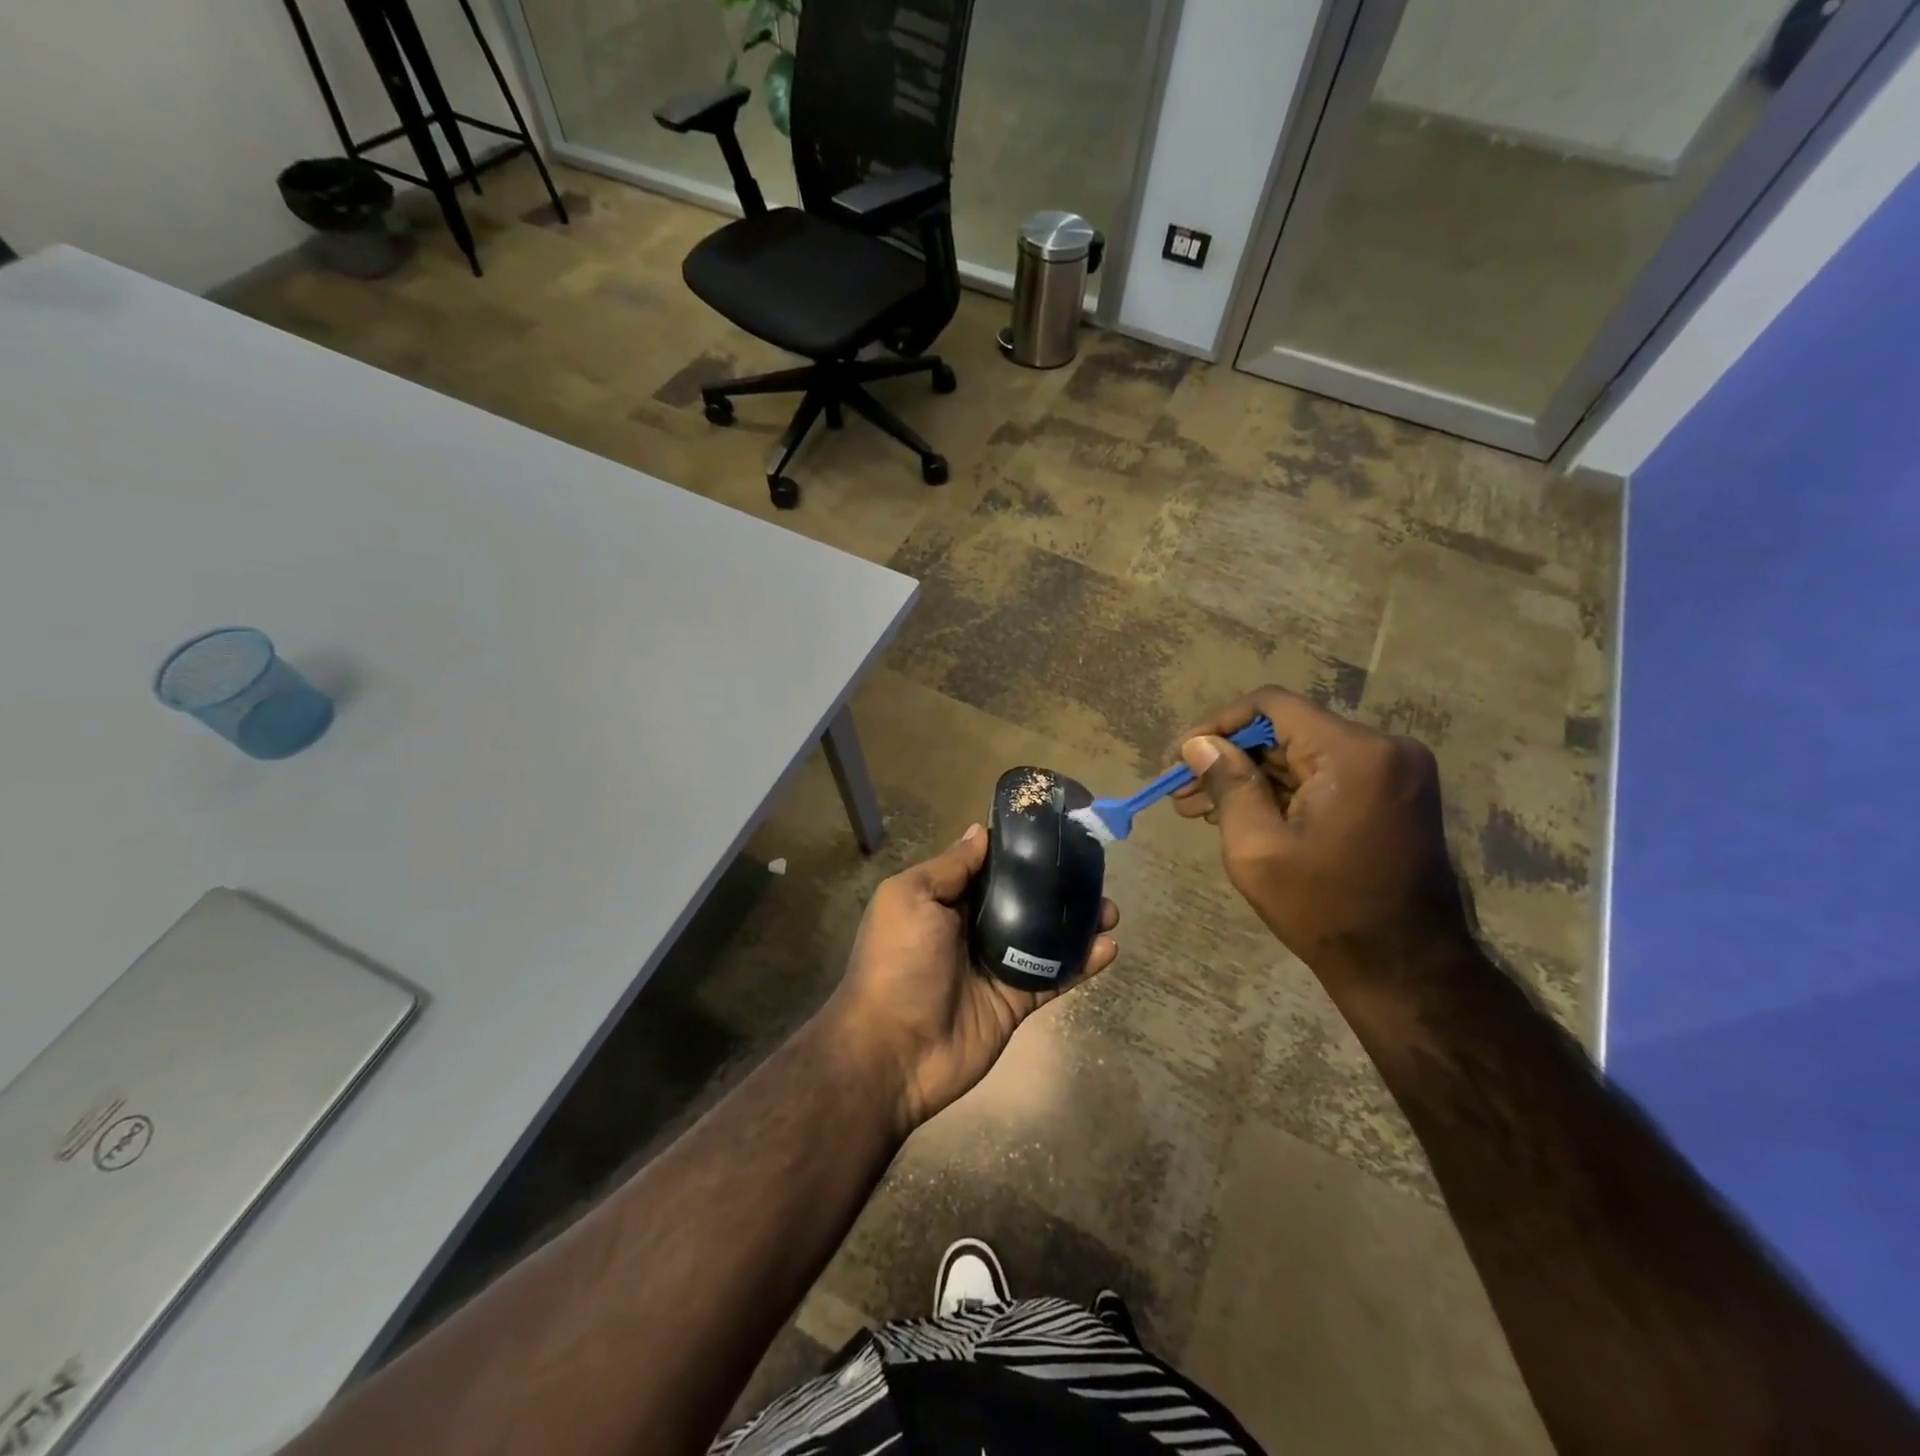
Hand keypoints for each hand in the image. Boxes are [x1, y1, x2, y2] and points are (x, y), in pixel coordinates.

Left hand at [823, 824, 1118, 1135]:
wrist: (893, 1051)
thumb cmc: (898, 962)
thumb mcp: (911, 898)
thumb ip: (950, 867)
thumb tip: (980, 832)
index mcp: (946, 900)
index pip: (989, 867)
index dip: (1019, 851)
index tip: (1056, 832)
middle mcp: (973, 928)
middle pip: (1024, 899)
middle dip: (1058, 886)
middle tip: (1094, 872)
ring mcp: (997, 966)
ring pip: (1045, 936)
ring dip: (1078, 922)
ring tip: (1110, 910)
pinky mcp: (1016, 1001)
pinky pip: (1054, 976)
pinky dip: (1082, 963)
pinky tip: (1108, 947)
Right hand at [1173, 687, 1471, 982]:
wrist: (1405, 969)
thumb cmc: (1324, 909)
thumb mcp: (1257, 847)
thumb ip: (1227, 784)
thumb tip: (1199, 745)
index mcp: (1354, 754)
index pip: (1271, 706)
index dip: (1218, 725)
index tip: (1182, 757)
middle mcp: (1383, 749)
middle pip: (1287, 730)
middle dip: (1230, 757)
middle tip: (1182, 792)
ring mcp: (1394, 772)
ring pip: (1303, 754)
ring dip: (1251, 776)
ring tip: (1199, 808)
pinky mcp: (1393, 795)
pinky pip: (1325, 776)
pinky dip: (1283, 790)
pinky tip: (1241, 814)